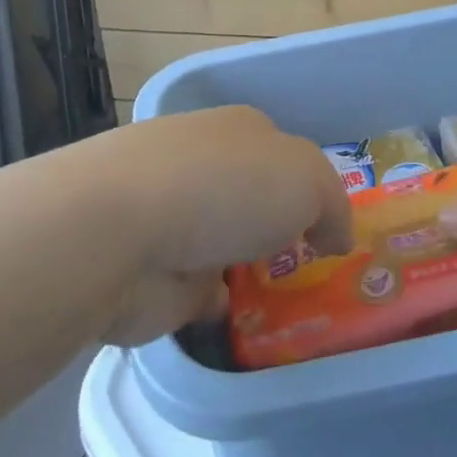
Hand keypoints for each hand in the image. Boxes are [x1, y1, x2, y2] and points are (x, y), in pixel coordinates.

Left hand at [101, 106, 353, 345]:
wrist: (122, 231)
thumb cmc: (225, 186)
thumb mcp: (307, 178)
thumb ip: (332, 203)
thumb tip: (334, 237)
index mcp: (239, 130)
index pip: (282, 152)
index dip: (309, 187)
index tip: (331, 228)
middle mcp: (204, 166)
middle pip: (252, 197)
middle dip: (279, 227)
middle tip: (316, 268)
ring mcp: (175, 219)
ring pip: (227, 243)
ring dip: (248, 266)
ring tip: (294, 302)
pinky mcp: (155, 272)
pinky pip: (202, 292)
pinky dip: (221, 306)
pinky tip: (250, 325)